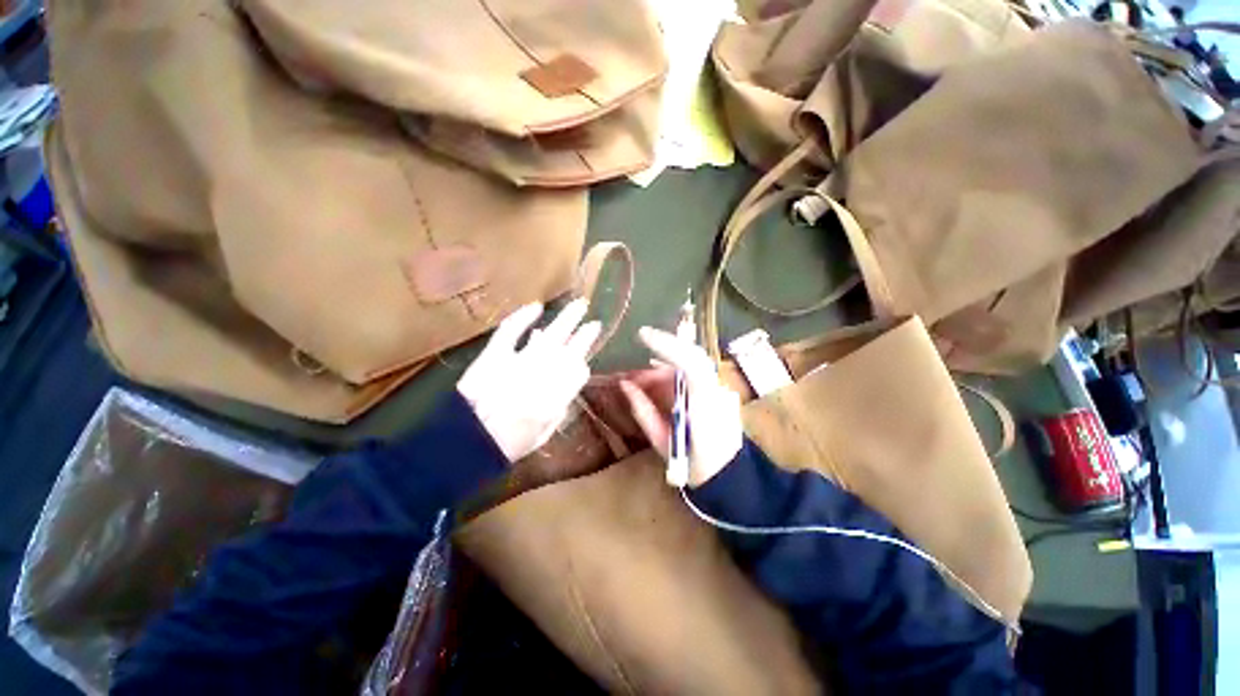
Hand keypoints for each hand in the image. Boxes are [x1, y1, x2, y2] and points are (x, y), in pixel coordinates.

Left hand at [458, 299, 600, 462]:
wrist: (468, 441)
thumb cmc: (507, 444)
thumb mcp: (542, 435)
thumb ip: (559, 411)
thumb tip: (566, 389)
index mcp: (558, 397)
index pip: (579, 371)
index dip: (582, 362)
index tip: (583, 356)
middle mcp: (545, 375)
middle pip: (571, 348)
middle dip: (585, 334)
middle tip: (594, 321)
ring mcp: (520, 362)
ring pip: (551, 334)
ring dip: (567, 319)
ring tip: (579, 305)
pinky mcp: (496, 355)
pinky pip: (512, 331)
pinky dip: (523, 317)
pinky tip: (537, 306)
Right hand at [619, 327, 742, 487]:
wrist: (729, 478)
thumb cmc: (695, 466)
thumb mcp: (663, 441)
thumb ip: (644, 411)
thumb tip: (625, 385)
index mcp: (704, 403)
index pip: (689, 362)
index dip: (666, 344)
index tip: (641, 334)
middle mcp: (715, 389)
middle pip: (691, 355)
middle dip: (663, 348)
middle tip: (640, 346)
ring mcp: (719, 389)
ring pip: (690, 363)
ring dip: (664, 365)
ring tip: (640, 380)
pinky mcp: (718, 391)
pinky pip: (694, 373)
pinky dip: (673, 372)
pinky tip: (657, 378)